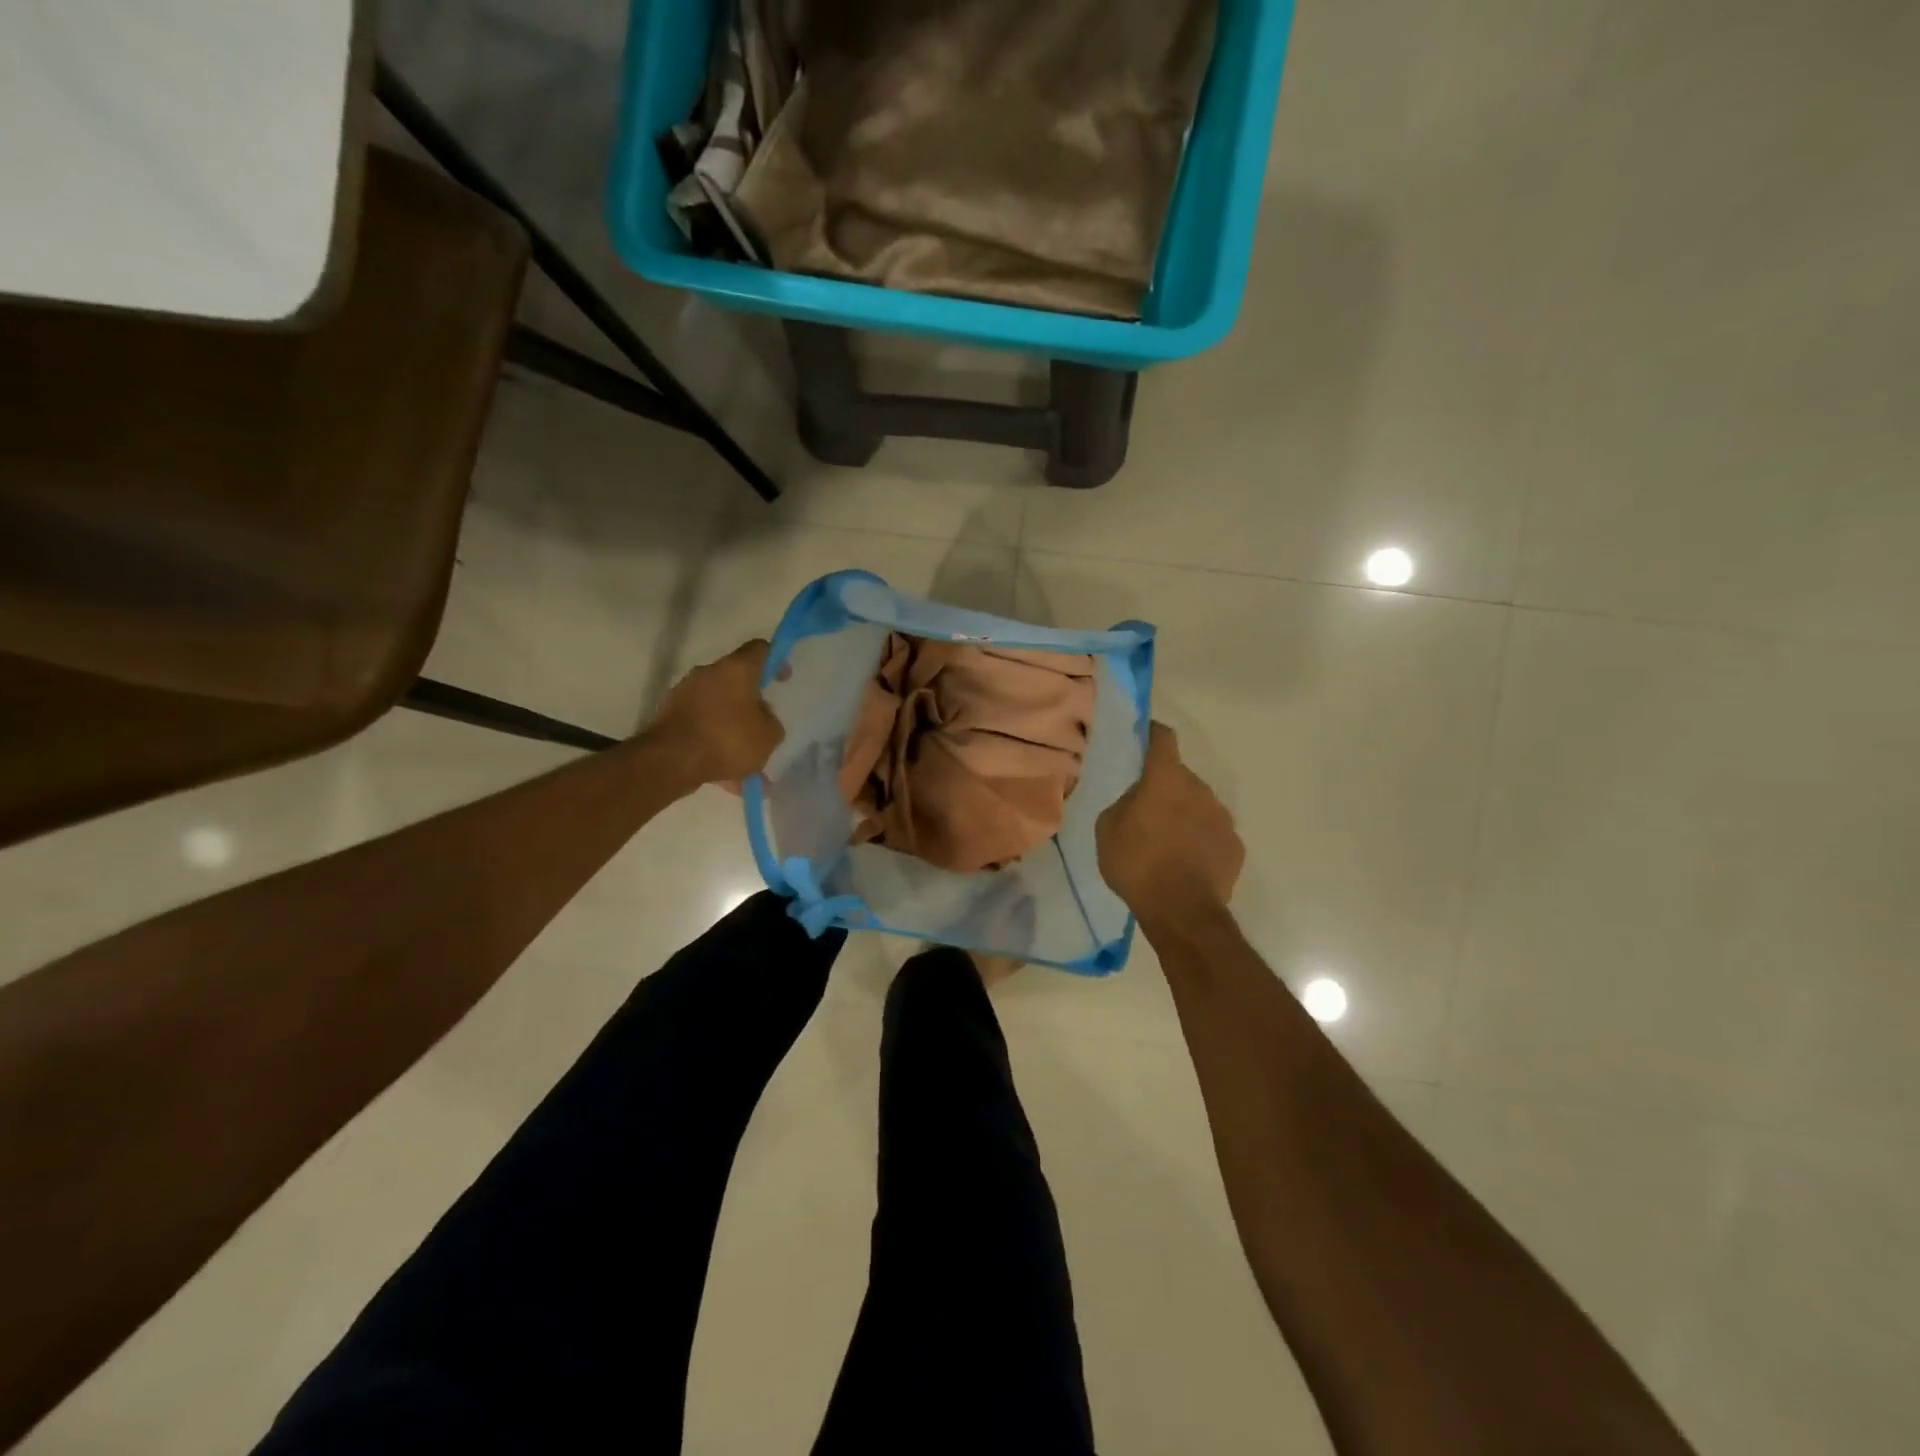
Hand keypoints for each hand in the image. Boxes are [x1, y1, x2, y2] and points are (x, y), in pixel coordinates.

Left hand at [649, 639, 783, 786]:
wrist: (671, 760)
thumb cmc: (728, 740)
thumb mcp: (769, 736)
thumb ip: (771, 721)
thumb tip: (760, 716)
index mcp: (737, 669)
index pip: (760, 649)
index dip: (775, 660)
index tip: (781, 680)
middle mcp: (708, 672)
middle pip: (735, 678)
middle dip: (749, 700)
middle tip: (761, 724)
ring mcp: (685, 691)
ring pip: (717, 704)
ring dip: (730, 723)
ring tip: (742, 759)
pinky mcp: (669, 713)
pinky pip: (701, 722)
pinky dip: (712, 739)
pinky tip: (723, 770)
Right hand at [1096, 722, 1243, 925]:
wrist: (1181, 910)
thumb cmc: (1137, 862)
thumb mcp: (1108, 828)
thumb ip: (1124, 803)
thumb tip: (1138, 800)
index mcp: (1166, 778)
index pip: (1163, 739)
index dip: (1152, 734)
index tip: (1144, 735)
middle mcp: (1199, 789)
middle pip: (1180, 778)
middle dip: (1164, 788)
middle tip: (1145, 812)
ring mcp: (1222, 817)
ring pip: (1198, 806)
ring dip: (1183, 815)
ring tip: (1166, 844)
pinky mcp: (1235, 846)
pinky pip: (1212, 834)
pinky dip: (1200, 841)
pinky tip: (1186, 864)